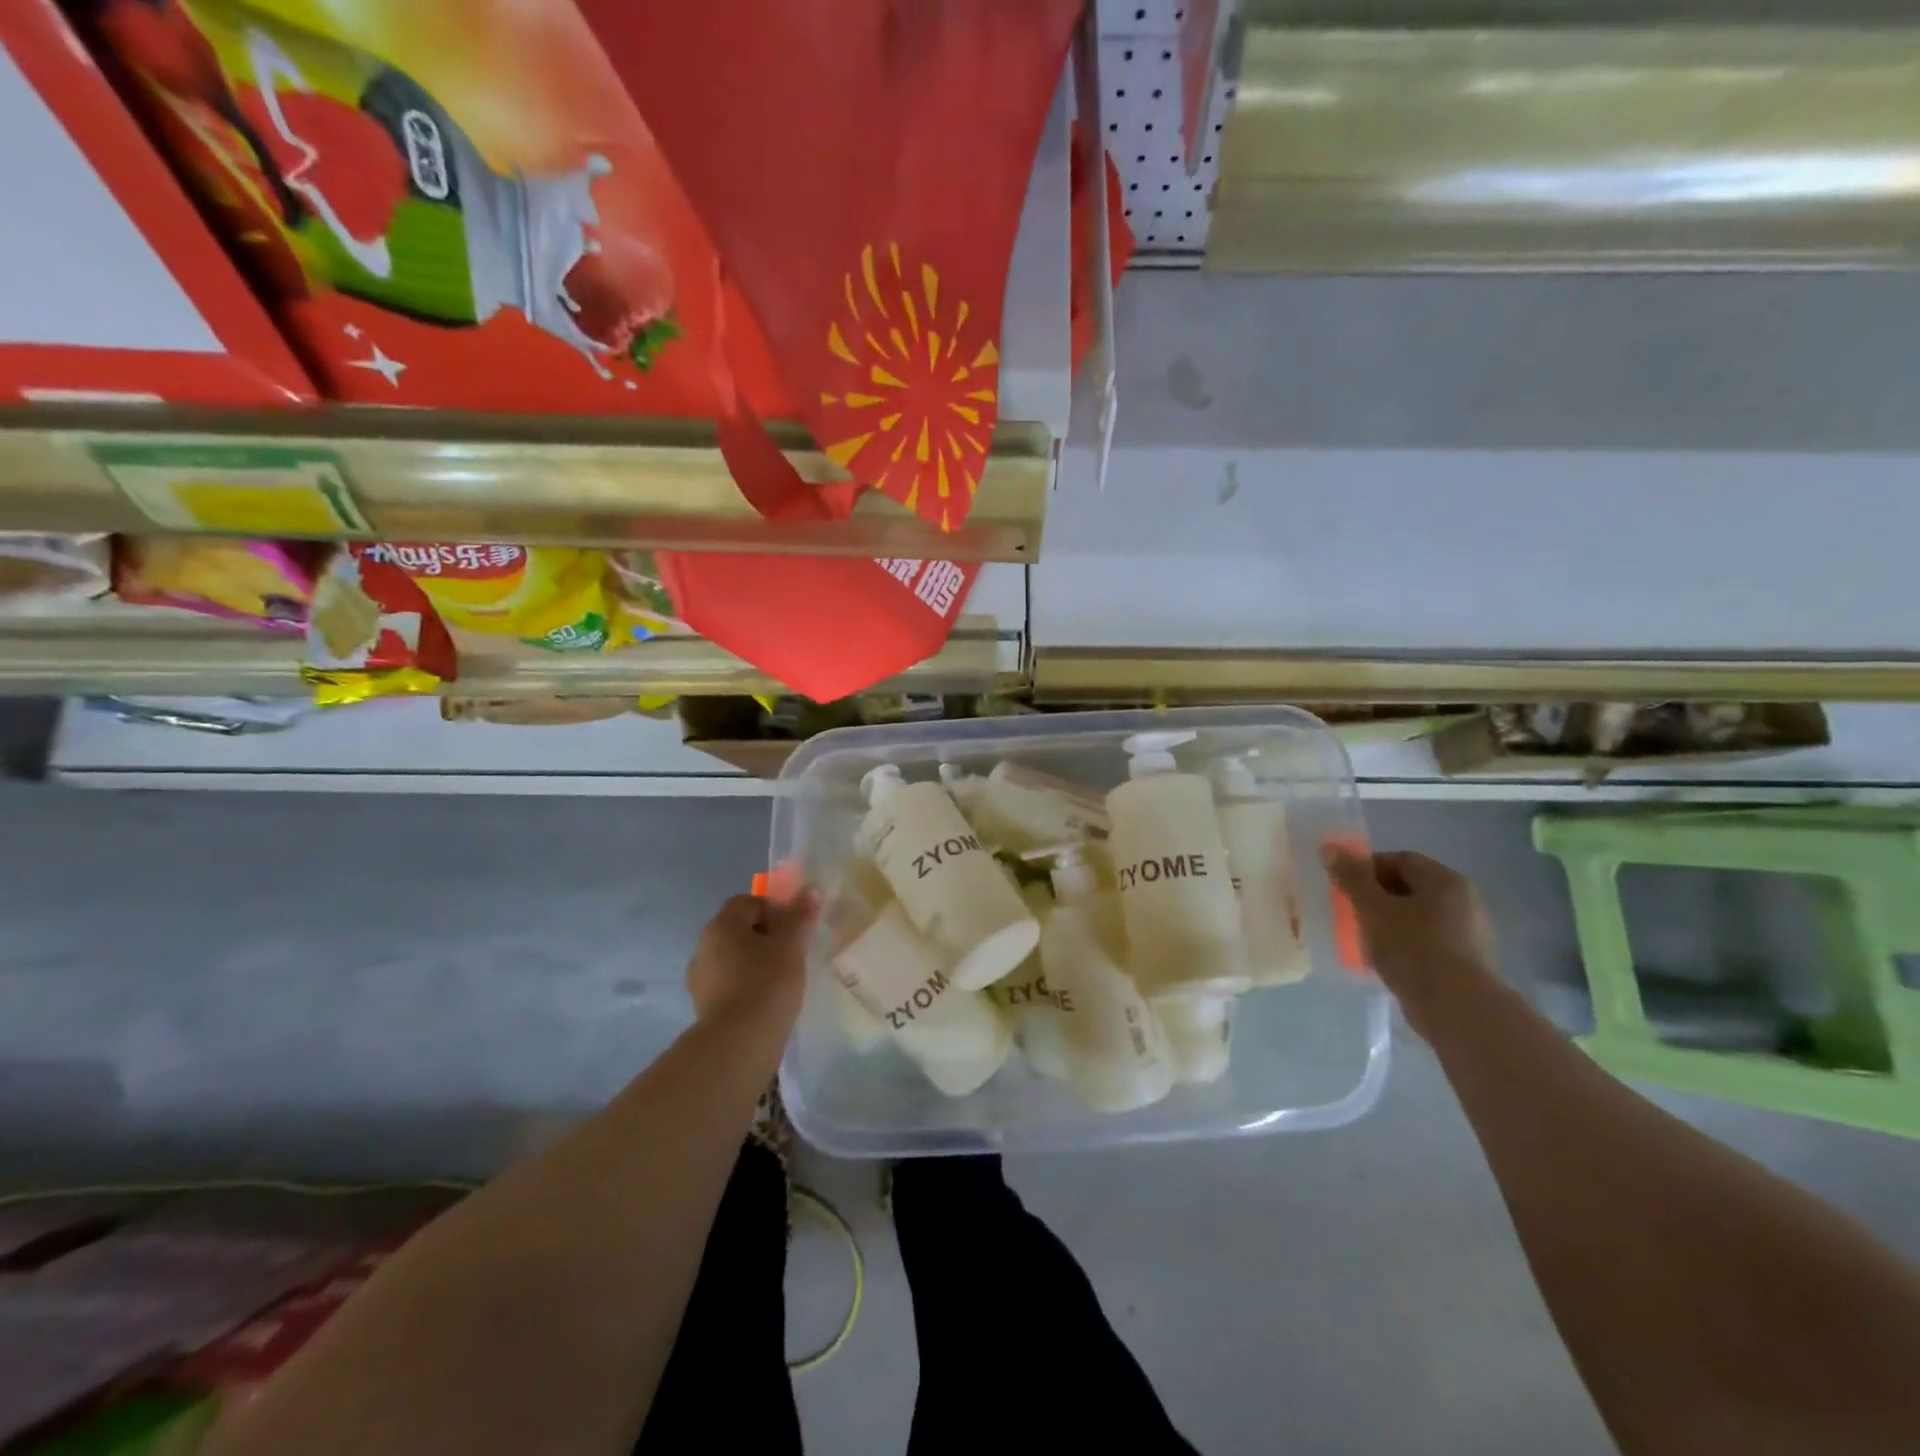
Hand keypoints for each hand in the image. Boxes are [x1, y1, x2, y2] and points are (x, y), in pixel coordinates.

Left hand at [685, 891, 820, 1031]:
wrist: (739, 1044)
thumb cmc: (767, 984)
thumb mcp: (791, 946)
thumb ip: (800, 916)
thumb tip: (811, 889)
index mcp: (721, 926)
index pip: (747, 902)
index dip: (774, 909)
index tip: (794, 929)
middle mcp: (704, 946)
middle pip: (738, 929)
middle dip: (765, 936)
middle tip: (791, 953)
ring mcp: (700, 978)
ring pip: (733, 957)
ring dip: (755, 962)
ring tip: (781, 980)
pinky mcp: (703, 1006)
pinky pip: (729, 983)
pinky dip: (746, 985)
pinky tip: (766, 1001)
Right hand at [1321, 845, 1495, 1027]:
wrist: (1456, 1008)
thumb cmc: (1412, 947)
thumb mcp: (1372, 908)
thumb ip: (1351, 877)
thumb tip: (1329, 848)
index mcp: (1445, 881)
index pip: (1400, 859)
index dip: (1367, 869)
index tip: (1344, 888)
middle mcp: (1465, 901)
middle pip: (1409, 888)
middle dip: (1376, 898)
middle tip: (1351, 914)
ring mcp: (1470, 934)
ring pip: (1417, 918)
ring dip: (1389, 924)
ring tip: (1365, 941)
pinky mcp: (1467, 964)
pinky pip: (1427, 944)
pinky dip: (1405, 947)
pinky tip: (1387, 963)